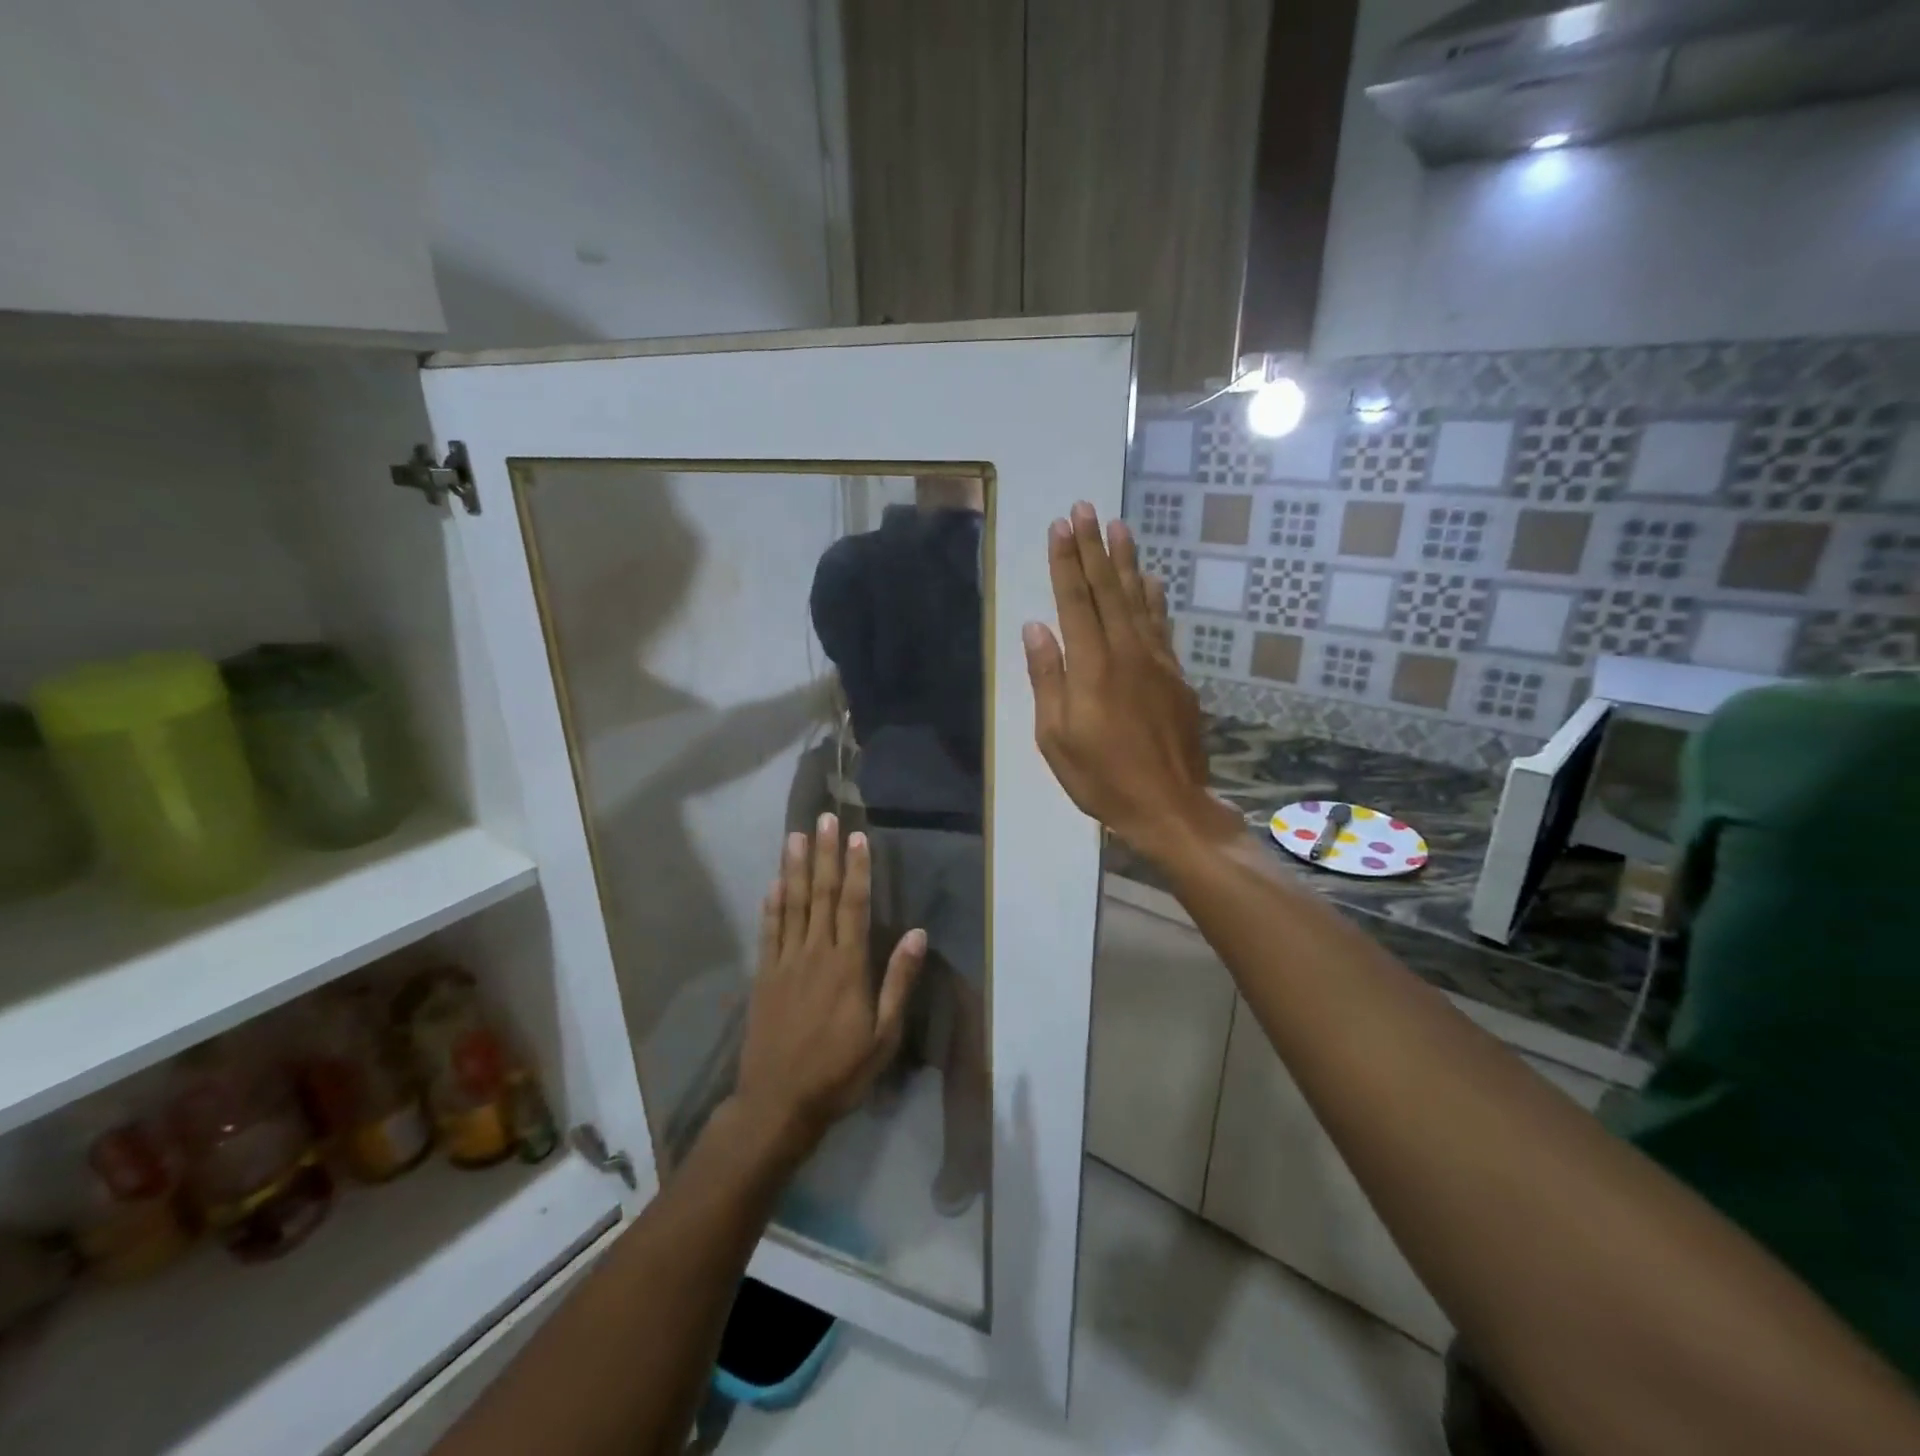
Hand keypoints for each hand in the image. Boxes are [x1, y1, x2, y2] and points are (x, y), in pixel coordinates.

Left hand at [733, 815, 926, 1157]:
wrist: (778, 1103)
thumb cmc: (839, 1071)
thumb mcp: (883, 1035)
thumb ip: (898, 981)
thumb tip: (916, 933)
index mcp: (847, 966)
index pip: (854, 905)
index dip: (857, 868)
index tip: (857, 836)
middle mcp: (815, 954)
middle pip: (822, 895)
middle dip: (825, 855)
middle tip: (824, 819)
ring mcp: (785, 963)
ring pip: (792, 905)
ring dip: (795, 868)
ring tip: (796, 836)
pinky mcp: (763, 977)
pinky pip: (768, 931)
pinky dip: (772, 904)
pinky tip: (774, 882)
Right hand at [1023, 503, 1242, 863]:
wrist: (1169, 805)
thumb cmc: (1101, 778)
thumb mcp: (1056, 737)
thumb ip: (1047, 679)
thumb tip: (1036, 629)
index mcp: (1091, 666)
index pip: (1074, 601)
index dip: (1066, 561)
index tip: (1060, 526)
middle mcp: (1125, 652)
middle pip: (1107, 589)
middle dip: (1094, 547)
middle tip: (1086, 508)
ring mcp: (1156, 662)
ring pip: (1138, 600)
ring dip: (1126, 561)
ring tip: (1119, 527)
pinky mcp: (1176, 676)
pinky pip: (1161, 625)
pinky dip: (1154, 598)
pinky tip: (1150, 579)